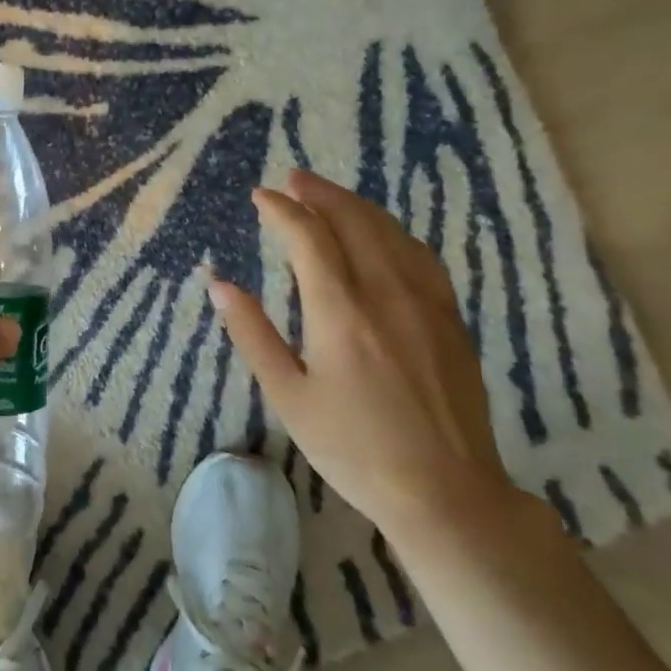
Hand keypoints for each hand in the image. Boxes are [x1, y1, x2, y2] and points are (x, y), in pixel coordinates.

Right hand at [206, 169, 516, 538]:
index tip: (260, 197)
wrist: (445, 491)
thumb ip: (253, 334)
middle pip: (353, 221)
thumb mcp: (289, 396)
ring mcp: (426, 302)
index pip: (307, 238)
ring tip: (329, 195)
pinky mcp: (450, 318)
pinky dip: (392, 231)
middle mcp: (386, 292)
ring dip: (356, 206)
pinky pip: (420, 255)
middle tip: (293, 179)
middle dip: (319, 194)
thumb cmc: (353, 447)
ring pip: (390, 232)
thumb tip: (220, 285)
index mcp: (340, 310)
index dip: (281, 211)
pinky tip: (383, 234)